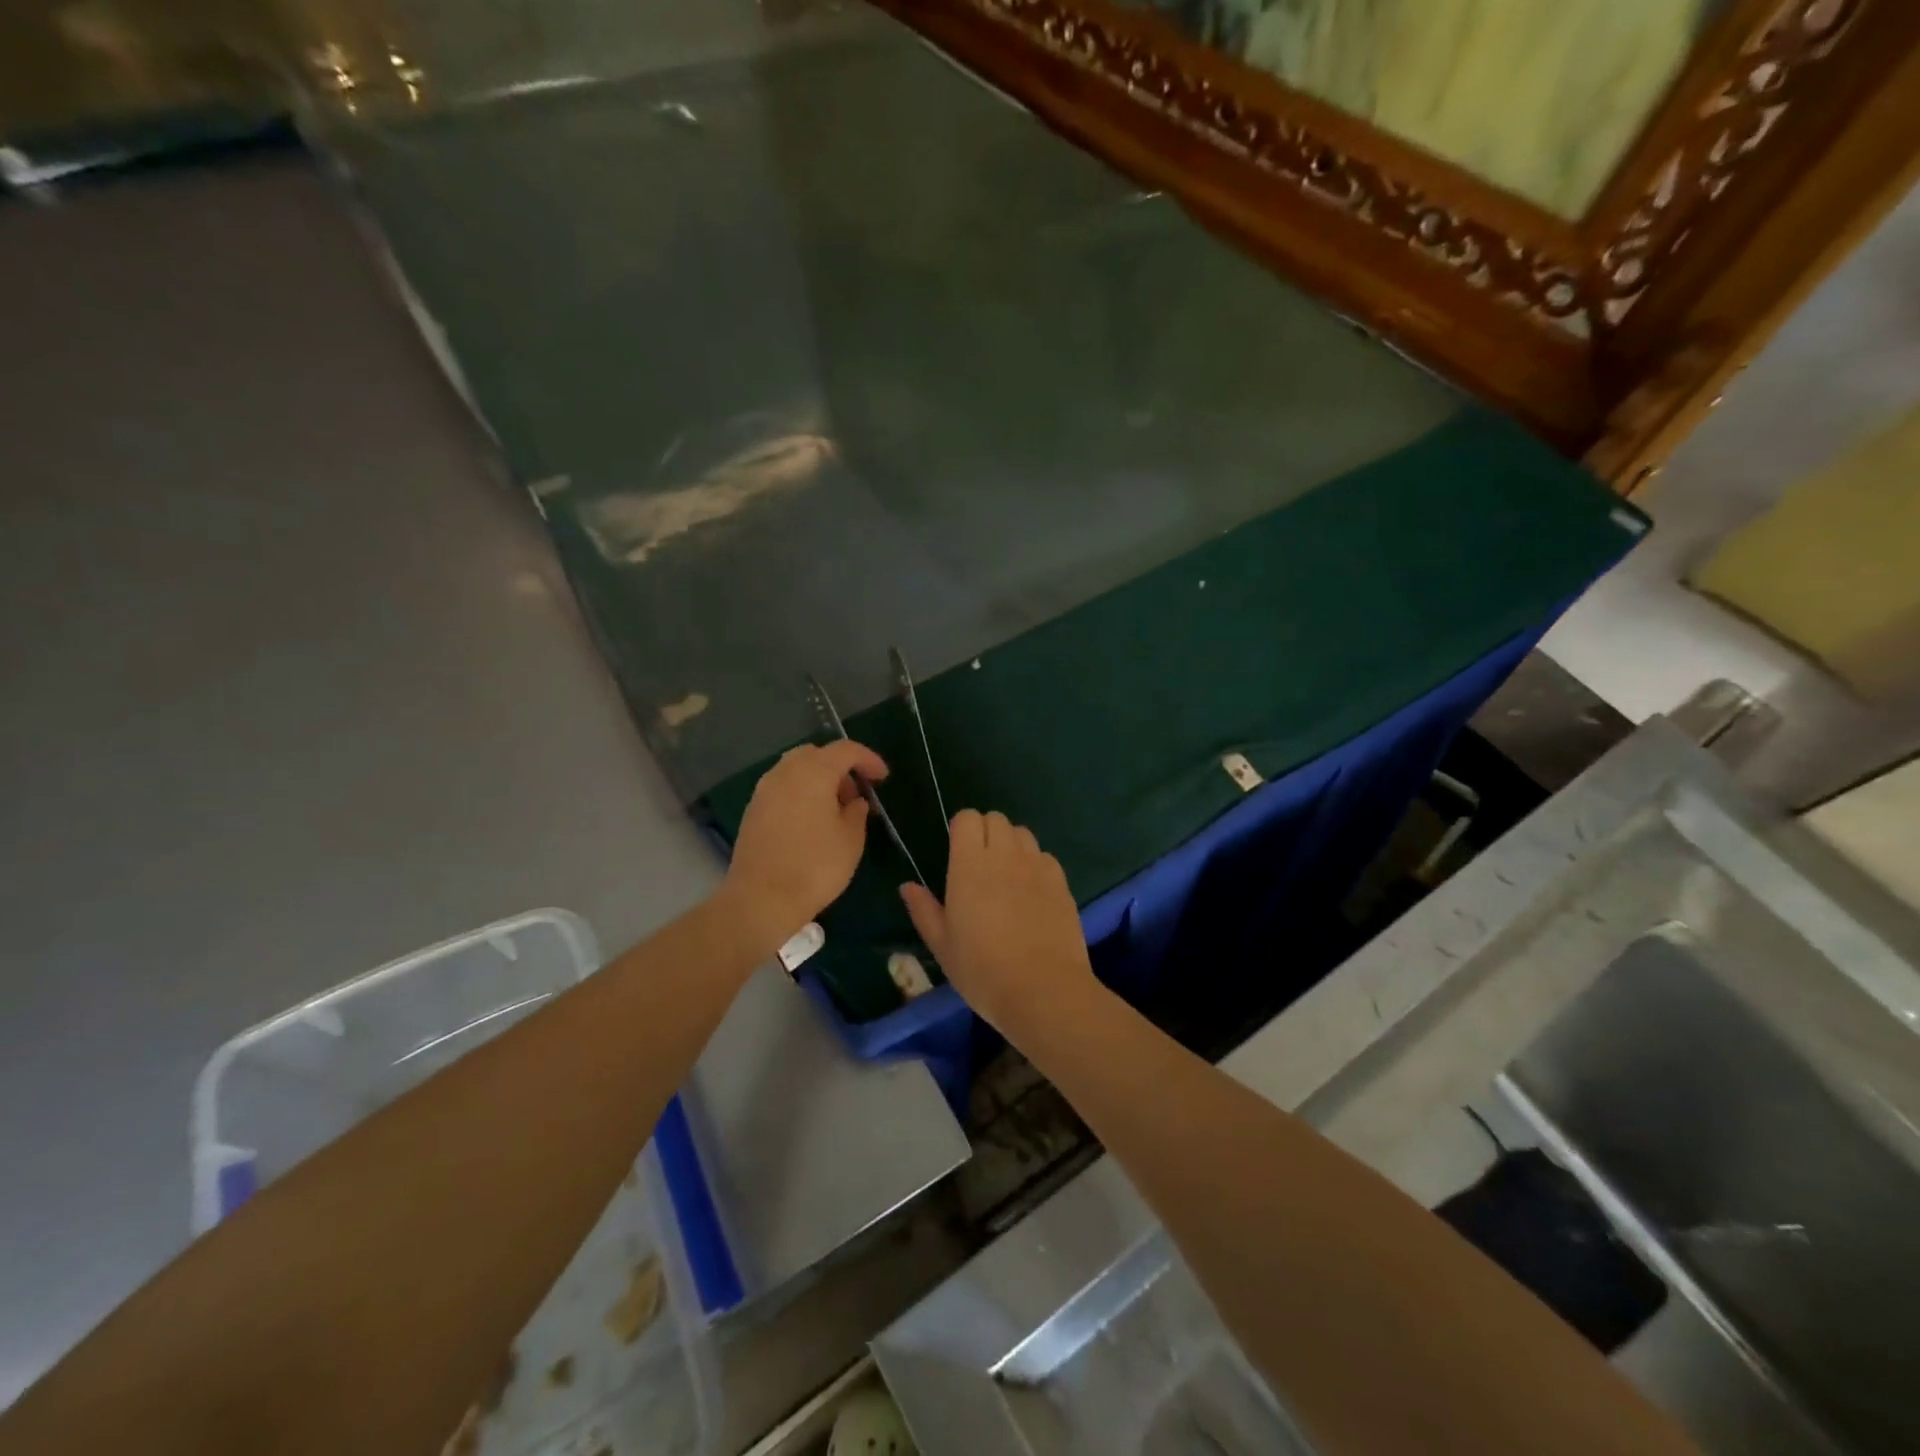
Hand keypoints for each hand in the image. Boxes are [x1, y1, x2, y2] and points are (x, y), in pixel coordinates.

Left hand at [722, 740, 887, 952]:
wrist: (761, 899)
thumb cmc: (815, 866)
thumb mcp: (851, 840)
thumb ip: (857, 812)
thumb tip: (854, 802)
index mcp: (814, 772)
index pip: (845, 750)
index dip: (868, 759)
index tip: (882, 777)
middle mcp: (785, 772)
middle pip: (816, 754)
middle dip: (840, 767)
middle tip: (856, 793)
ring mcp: (764, 790)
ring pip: (796, 769)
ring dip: (818, 780)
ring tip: (835, 809)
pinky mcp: (753, 810)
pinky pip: (782, 788)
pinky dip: (801, 793)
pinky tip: (811, 820)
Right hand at [900, 810, 1096, 1038]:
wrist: (1043, 990)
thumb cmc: (983, 971)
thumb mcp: (942, 946)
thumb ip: (924, 910)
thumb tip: (907, 886)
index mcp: (969, 865)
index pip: (967, 818)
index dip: (961, 829)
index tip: (957, 853)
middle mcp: (1004, 855)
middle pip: (996, 818)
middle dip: (985, 832)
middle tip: (979, 864)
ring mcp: (1037, 866)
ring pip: (1022, 833)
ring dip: (1011, 844)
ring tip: (1006, 875)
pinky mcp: (1061, 882)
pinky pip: (1045, 856)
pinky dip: (1035, 864)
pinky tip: (1032, 892)